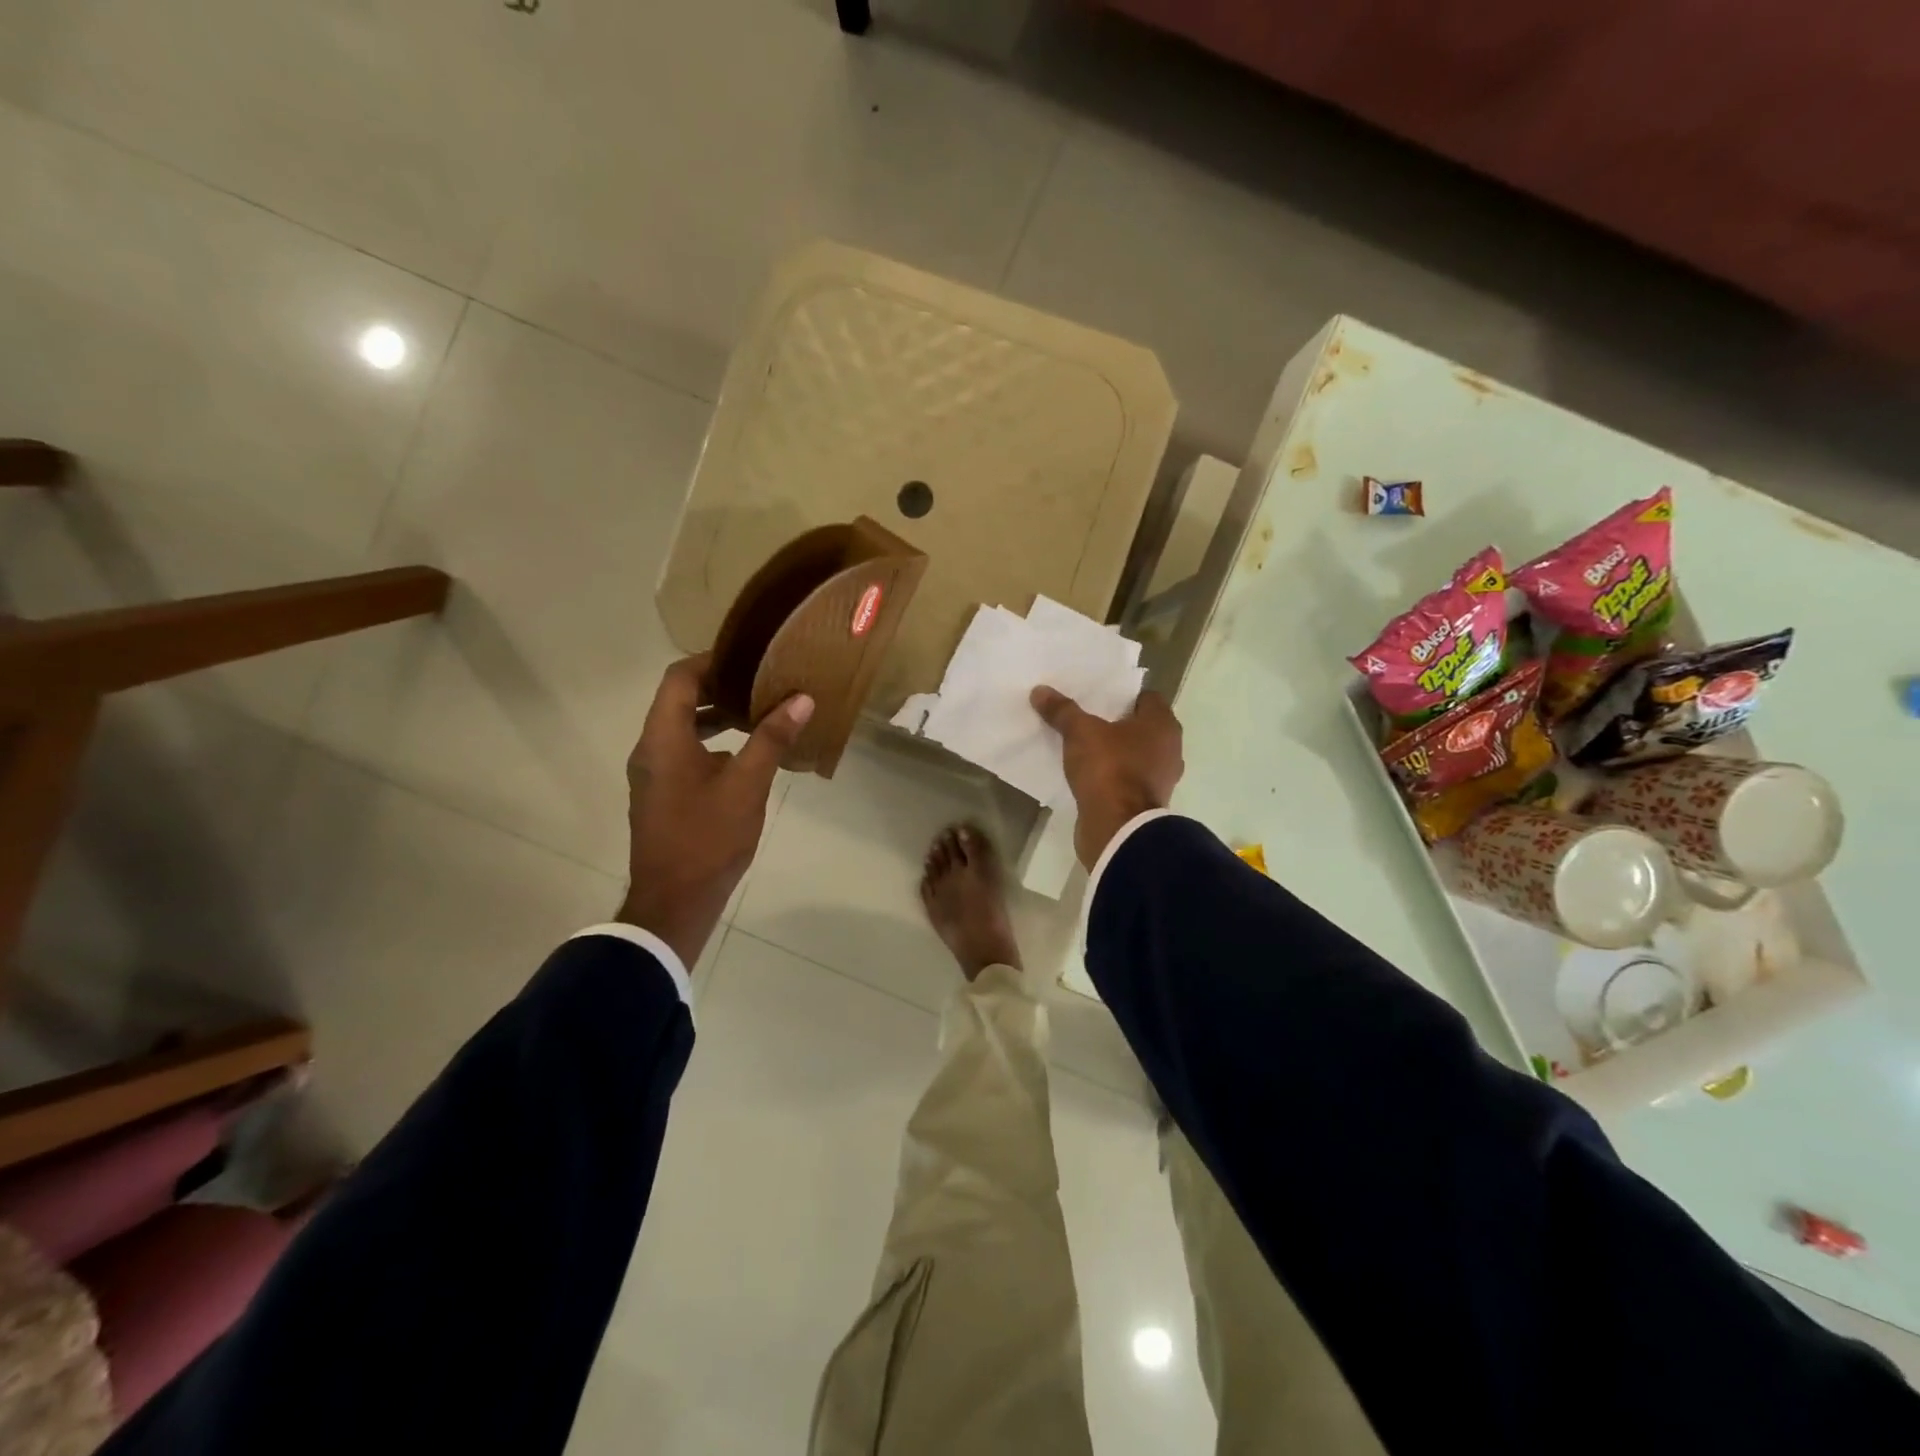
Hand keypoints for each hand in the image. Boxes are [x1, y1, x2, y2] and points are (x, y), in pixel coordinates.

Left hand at [618, 654, 812, 966]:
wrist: (674, 902)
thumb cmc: (708, 838)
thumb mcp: (747, 785)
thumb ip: (772, 738)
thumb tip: (800, 698)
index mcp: (663, 739)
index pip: (679, 678)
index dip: (712, 659)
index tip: (749, 655)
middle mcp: (650, 749)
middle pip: (679, 699)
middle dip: (720, 685)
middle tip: (762, 679)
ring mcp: (653, 773)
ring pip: (681, 727)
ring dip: (717, 714)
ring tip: (759, 710)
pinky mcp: (661, 794)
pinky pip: (683, 751)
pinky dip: (711, 740)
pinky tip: (746, 753)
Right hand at [1030, 685, 1183, 868]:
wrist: (1118, 828)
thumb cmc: (1109, 769)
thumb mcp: (1080, 733)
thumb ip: (1062, 711)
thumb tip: (1040, 691)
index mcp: (1162, 725)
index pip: (1146, 698)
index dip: (1121, 695)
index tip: (1095, 697)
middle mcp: (1169, 749)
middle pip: (1140, 727)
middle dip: (1114, 722)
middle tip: (1084, 717)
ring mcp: (1159, 778)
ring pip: (1133, 754)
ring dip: (1113, 751)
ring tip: (1081, 745)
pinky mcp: (1145, 802)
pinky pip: (1126, 778)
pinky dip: (1111, 775)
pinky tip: (1087, 773)